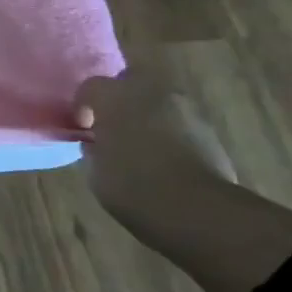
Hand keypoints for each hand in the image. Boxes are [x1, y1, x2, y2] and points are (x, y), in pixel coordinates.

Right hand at [73, 68, 236, 223]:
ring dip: (147, 114)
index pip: (90, 87)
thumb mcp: (96, 170)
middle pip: (129, 81)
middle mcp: (149, 90)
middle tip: (113, 125)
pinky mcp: (209, 128)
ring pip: (157, 99)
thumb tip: (99, 143)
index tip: (83, 128)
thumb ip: (95, 147)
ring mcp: (183, 107)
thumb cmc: (133, 186)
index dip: (83, 106)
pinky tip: (166, 156)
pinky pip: (179, 121)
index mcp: (114, 96)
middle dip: (120, 99)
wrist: (197, 209)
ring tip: (142, 142)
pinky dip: (170, 131)